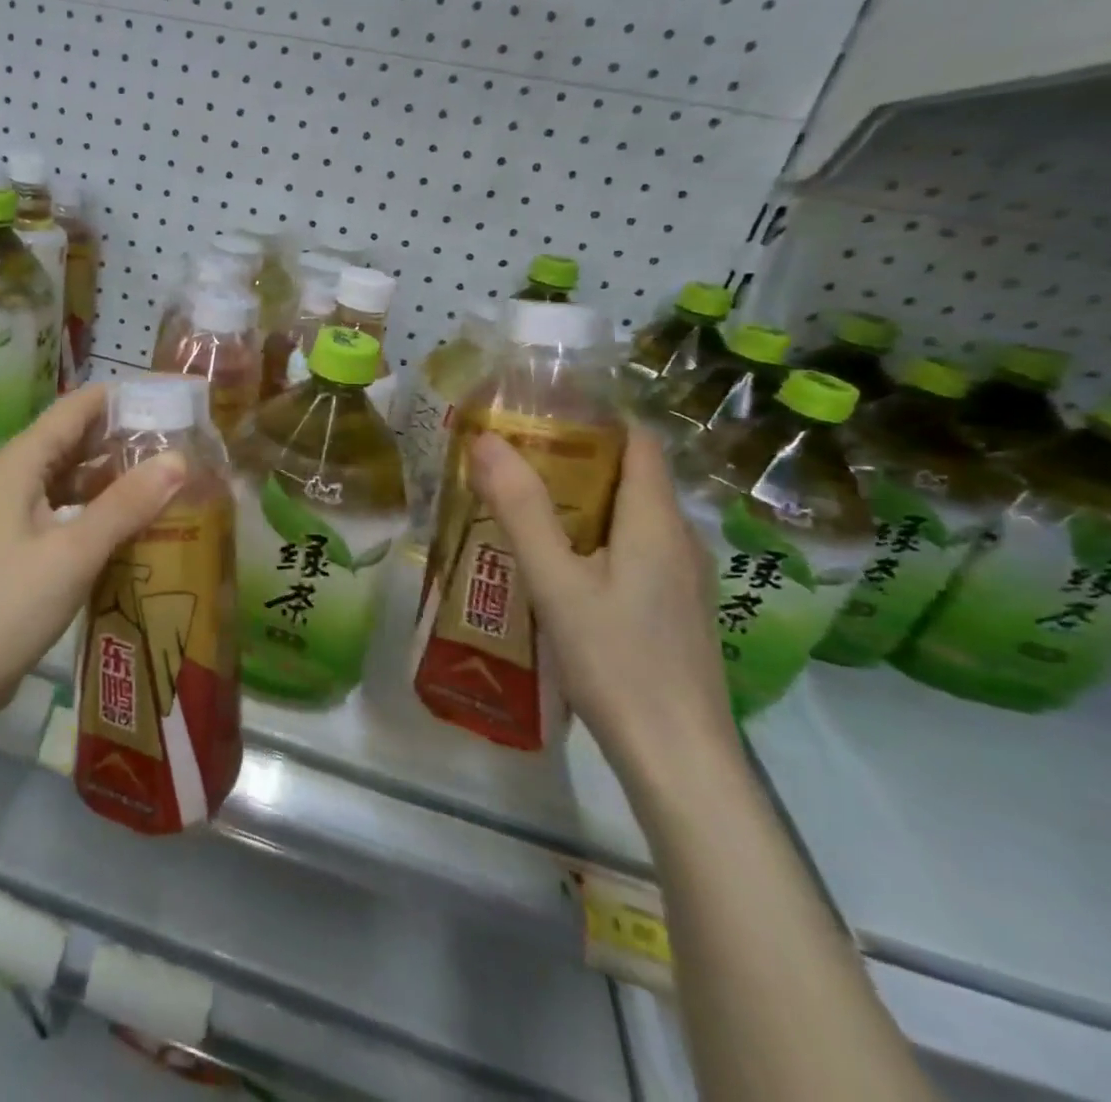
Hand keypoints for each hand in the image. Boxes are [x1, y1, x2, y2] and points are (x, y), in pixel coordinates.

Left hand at [0, 384, 186, 723]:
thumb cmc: (7, 606)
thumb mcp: (74, 552)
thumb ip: (126, 504)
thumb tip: (178, 460)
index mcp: (17, 465)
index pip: (73, 409)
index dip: (119, 398)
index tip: (167, 398)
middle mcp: (9, 478)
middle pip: (69, 440)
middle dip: (120, 436)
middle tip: (178, 440)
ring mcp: (7, 514)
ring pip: (64, 478)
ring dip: (108, 474)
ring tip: (162, 476)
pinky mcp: (12, 546)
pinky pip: (58, 509)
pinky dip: (92, 508)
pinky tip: (127, 523)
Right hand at [468, 423, 739, 792]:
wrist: (678, 759)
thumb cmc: (616, 662)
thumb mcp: (556, 582)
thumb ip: (521, 509)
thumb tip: (486, 439)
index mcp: (656, 523)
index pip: (639, 443)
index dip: (597, 417)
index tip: (541, 409)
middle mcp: (678, 542)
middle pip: (632, 478)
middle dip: (575, 459)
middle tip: (512, 457)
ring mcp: (681, 581)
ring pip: (630, 518)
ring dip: (581, 501)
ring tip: (522, 504)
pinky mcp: (673, 611)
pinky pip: (632, 551)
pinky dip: (593, 538)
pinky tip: (555, 564)